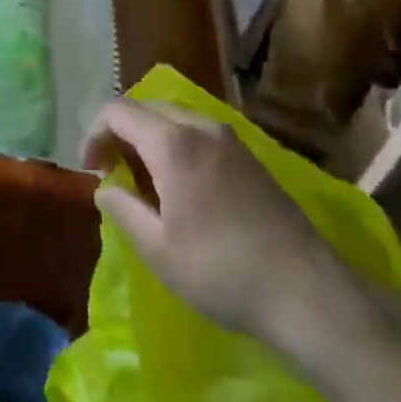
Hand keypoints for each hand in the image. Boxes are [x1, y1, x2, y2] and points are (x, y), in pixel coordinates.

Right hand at [81, 98, 362, 356]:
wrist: (310, 294)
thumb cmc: (222, 271)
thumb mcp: (157, 248)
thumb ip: (122, 208)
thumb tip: (105, 188)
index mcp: (172, 143)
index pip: (117, 112)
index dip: (94, 134)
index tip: (90, 169)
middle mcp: (201, 128)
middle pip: (146, 108)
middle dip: (120, 131)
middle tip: (112, 169)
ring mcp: (231, 140)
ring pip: (175, 117)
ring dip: (149, 136)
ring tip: (143, 176)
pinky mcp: (252, 158)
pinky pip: (199, 132)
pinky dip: (177, 143)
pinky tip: (180, 183)